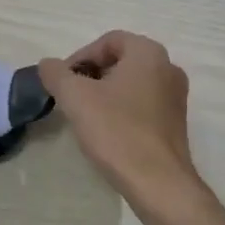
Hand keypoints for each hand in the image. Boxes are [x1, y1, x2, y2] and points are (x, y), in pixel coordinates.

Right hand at [39, 31, 196, 201]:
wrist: (158, 184)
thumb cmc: (117, 131)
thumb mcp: (75, 97)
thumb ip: (56, 73)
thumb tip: (47, 65)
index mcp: (148, 53)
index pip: (108, 41)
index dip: (80, 57)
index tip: (64, 81)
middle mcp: (168, 67)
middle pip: (120, 60)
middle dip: (92, 75)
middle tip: (72, 97)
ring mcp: (176, 97)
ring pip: (132, 83)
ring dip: (106, 93)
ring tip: (86, 115)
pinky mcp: (176, 123)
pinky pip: (143, 104)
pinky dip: (123, 110)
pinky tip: (108, 132)